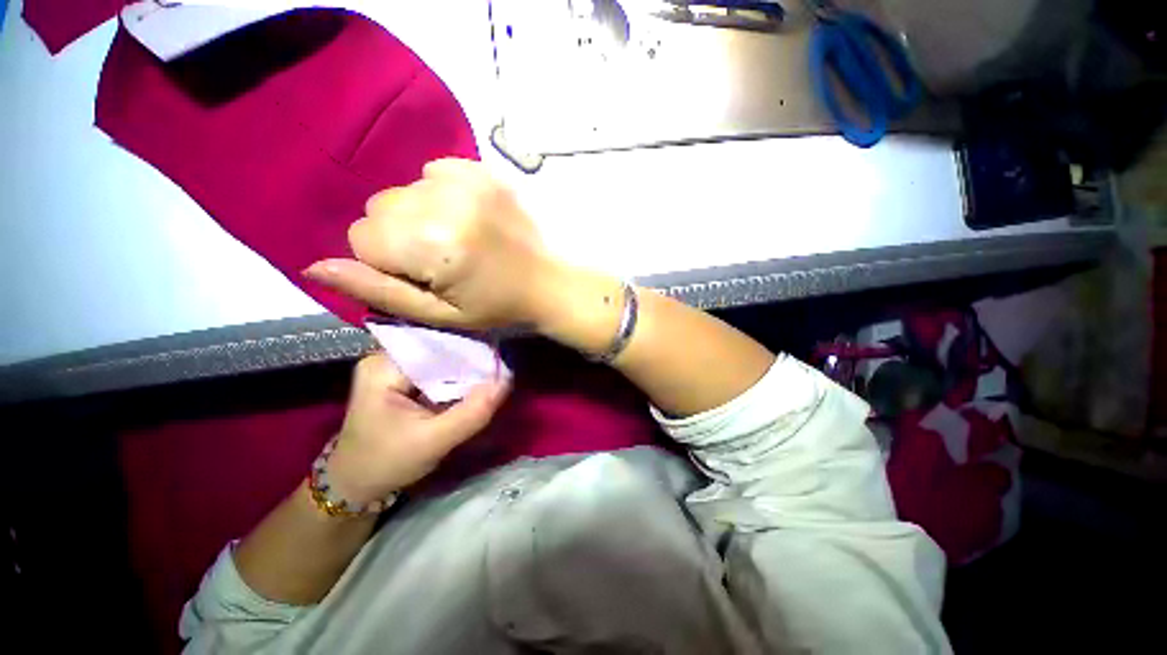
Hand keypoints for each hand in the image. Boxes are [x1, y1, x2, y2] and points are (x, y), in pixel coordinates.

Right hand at [305, 158, 559, 330]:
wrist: (548, 282)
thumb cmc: (497, 306)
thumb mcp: (438, 314)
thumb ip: (377, 291)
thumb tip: (314, 267)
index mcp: (432, 242)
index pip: (362, 239)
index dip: (389, 265)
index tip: (426, 277)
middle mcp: (443, 200)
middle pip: (378, 210)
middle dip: (400, 238)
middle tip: (444, 260)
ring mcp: (466, 179)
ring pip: (402, 191)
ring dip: (419, 216)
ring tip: (459, 240)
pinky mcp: (482, 170)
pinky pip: (433, 172)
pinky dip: (440, 194)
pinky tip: (468, 217)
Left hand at [325, 352, 509, 504]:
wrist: (356, 485)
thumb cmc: (386, 464)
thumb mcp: (433, 442)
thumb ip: (471, 413)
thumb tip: (507, 381)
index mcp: (383, 365)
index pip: (435, 343)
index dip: (469, 348)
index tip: (499, 357)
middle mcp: (387, 357)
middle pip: (439, 348)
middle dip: (470, 359)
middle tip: (501, 366)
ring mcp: (395, 367)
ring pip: (441, 359)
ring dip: (466, 369)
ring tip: (494, 372)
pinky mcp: (403, 379)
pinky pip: (438, 371)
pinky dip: (458, 378)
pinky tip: (475, 383)